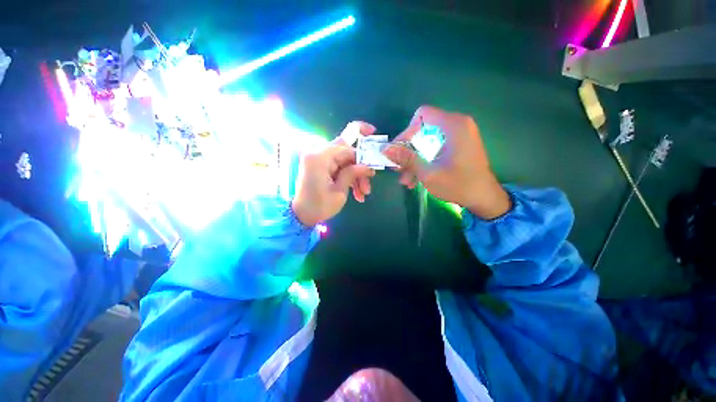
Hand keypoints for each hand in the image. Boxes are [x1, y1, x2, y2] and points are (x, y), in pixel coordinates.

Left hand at [291, 122, 376, 226]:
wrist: (301, 215)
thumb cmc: (319, 206)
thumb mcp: (339, 192)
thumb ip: (352, 174)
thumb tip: (368, 166)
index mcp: (319, 157)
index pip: (346, 149)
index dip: (362, 157)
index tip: (373, 169)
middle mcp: (317, 153)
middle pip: (345, 152)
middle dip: (359, 167)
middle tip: (369, 181)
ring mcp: (318, 159)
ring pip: (344, 161)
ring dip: (355, 175)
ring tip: (363, 193)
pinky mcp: (320, 166)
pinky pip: (339, 167)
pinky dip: (348, 177)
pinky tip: (356, 193)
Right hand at [383, 105, 510, 219]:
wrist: (484, 198)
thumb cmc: (458, 185)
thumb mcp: (428, 173)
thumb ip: (406, 158)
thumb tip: (385, 148)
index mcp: (453, 125)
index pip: (422, 115)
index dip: (407, 131)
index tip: (400, 151)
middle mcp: (457, 125)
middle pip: (422, 130)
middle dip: (408, 151)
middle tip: (398, 168)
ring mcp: (458, 135)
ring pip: (427, 142)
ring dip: (414, 160)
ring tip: (405, 180)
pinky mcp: (458, 145)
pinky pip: (435, 148)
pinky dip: (424, 161)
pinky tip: (415, 179)